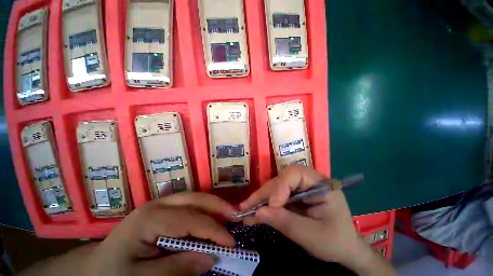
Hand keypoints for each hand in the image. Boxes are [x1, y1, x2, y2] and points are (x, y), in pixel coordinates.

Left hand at [85, 192, 237, 275]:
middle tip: (236, 216)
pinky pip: (190, 205)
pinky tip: (211, 218)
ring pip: (195, 198)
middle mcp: (158, 204)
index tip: (231, 243)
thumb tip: (210, 258)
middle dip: (218, 206)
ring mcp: (161, 204)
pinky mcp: (163, 209)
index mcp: (150, 218)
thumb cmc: (115, 274)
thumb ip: (177, 268)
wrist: (97, 266)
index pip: (191, 220)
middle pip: (196, 199)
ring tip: (228, 215)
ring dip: (214, 206)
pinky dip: (204, 210)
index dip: (214, 230)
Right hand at [240, 165, 394, 274]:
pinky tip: (255, 212)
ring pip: (276, 187)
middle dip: (264, 194)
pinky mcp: (294, 194)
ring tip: (246, 210)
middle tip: (247, 206)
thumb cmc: (335, 242)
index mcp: (321, 184)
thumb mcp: (311, 236)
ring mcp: (300, 187)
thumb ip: (285, 222)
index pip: (295, 174)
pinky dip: (265, 204)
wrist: (344, 249)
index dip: (280, 187)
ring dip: (261, 199)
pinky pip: (277, 195)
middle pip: (281, 180)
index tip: (271, 206)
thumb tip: (258, 212)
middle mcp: (308, 180)